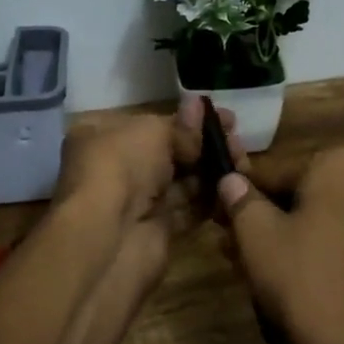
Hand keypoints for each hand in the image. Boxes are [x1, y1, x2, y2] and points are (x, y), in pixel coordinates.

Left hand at [52, 99, 243, 229]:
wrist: (108, 237)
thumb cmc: (121, 166)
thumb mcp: (152, 131)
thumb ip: (181, 125)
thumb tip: (200, 106)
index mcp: (102, 136)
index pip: (150, 123)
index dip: (187, 119)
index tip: (223, 118)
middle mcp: (116, 168)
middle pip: (168, 153)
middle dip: (203, 146)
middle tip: (237, 142)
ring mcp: (135, 202)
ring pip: (181, 182)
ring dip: (211, 172)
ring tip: (242, 163)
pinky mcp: (155, 230)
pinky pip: (187, 210)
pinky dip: (209, 200)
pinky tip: (233, 188)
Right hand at [215, 148, 343, 343]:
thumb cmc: (305, 278)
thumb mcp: (257, 235)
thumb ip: (240, 199)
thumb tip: (230, 180)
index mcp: (339, 163)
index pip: (273, 173)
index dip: (239, 196)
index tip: (215, 217)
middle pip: (296, 194)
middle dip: (260, 218)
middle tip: (227, 244)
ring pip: (314, 218)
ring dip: (279, 236)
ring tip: (244, 264)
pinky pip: (335, 238)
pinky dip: (308, 249)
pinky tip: (279, 275)